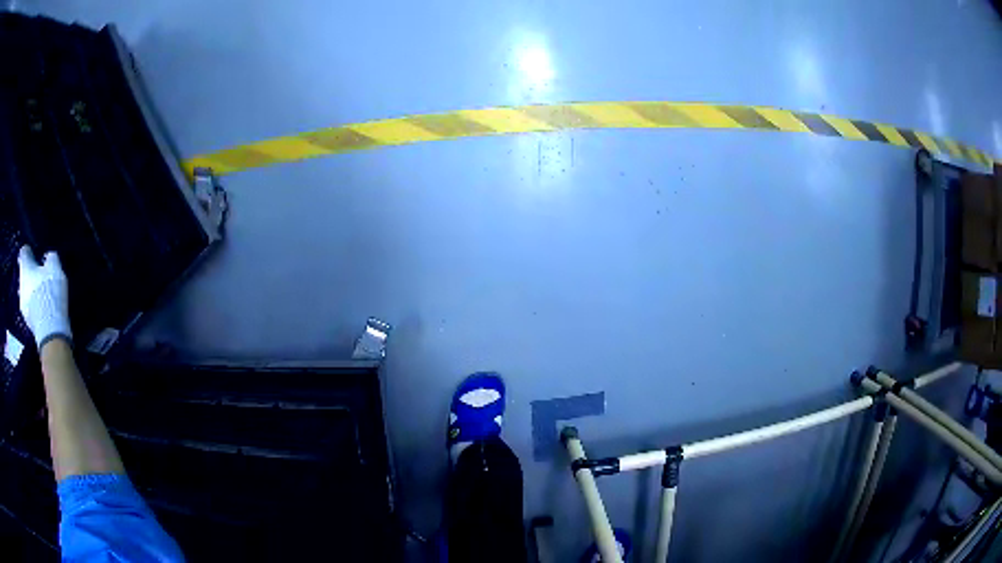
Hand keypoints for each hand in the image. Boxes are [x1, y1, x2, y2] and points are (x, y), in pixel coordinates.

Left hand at [18, 246, 71, 347]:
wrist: (50, 330)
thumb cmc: (50, 291)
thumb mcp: (55, 267)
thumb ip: (50, 258)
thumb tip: (47, 257)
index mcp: (25, 267)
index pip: (24, 252)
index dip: (29, 251)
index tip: (35, 253)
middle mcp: (20, 284)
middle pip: (24, 274)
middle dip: (30, 274)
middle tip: (40, 275)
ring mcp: (23, 306)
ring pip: (26, 292)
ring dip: (31, 292)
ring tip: (41, 295)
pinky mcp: (28, 323)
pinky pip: (30, 308)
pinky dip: (34, 307)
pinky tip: (42, 310)